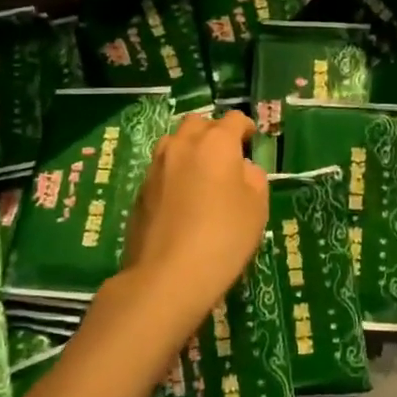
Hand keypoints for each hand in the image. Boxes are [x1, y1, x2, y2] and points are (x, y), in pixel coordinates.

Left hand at [112, 109, 268, 342]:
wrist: (167, 276)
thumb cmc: (223, 237)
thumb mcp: (257, 208)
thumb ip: (253, 178)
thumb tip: (242, 169)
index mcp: (216, 143)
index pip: (234, 119)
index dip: (247, 128)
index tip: (252, 143)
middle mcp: (182, 145)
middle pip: (198, 123)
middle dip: (213, 133)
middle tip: (226, 157)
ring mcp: (156, 167)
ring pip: (174, 143)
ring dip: (189, 150)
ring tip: (200, 175)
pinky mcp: (140, 191)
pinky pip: (161, 170)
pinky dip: (173, 175)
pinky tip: (181, 201)